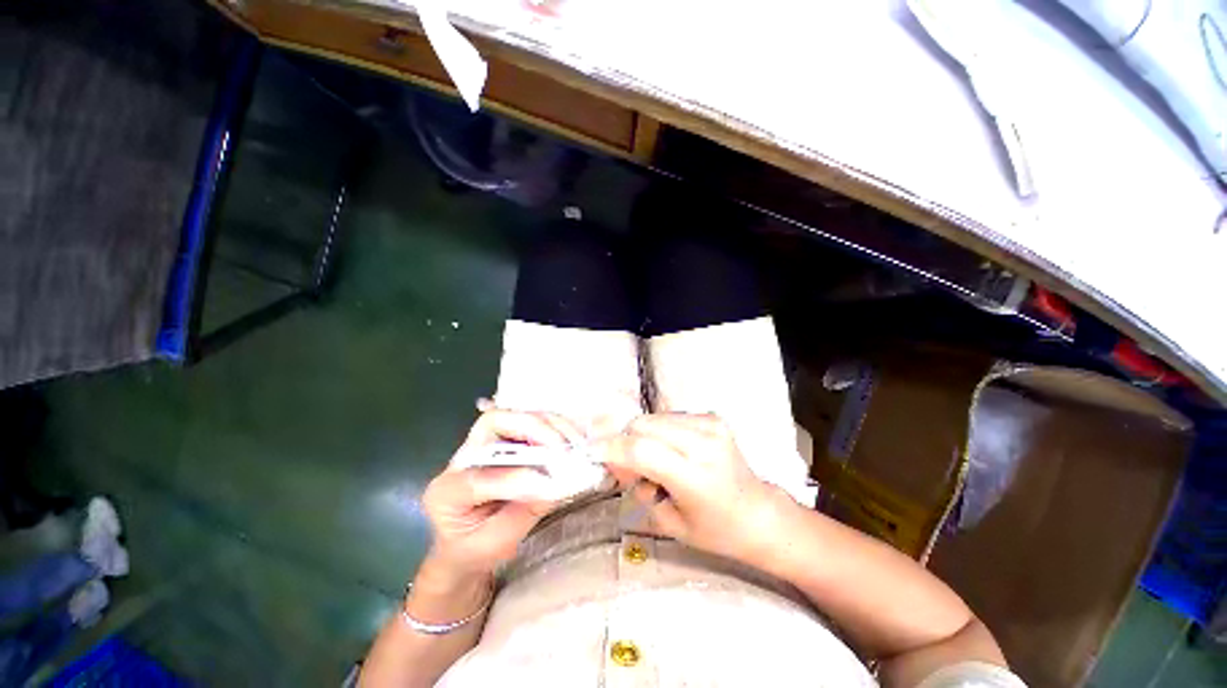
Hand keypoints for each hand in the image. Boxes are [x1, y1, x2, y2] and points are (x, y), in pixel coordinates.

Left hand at [421, 409, 584, 576]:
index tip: (550, 484)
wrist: (467, 543)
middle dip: (534, 430)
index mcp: (447, 491)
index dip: (516, 477)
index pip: (479, 476)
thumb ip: (525, 511)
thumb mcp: (498, 543)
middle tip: (564, 449)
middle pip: (494, 423)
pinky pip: (532, 421)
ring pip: (516, 415)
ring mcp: (485, 441)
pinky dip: (556, 426)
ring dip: (552, 424)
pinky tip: (574, 438)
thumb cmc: (478, 548)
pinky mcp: (506, 437)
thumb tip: (559, 484)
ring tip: (577, 441)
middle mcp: (463, 456)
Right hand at [600, 413, 791, 562]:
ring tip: (656, 462)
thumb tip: (613, 459)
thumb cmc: (715, 530)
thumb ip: (636, 487)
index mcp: (695, 477)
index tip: (591, 451)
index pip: (641, 450)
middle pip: (643, 426)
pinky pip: (669, 417)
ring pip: (653, 417)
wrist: (758, 513)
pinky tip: (671, 451)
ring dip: (643, 436)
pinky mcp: (713, 417)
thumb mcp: (668, 522)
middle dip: (625, 442)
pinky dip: (659, 432)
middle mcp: (704, 443)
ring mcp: (711, 425)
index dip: (611, 449)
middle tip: (630, 468)